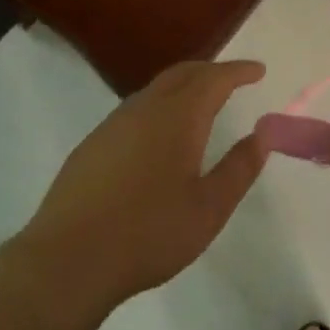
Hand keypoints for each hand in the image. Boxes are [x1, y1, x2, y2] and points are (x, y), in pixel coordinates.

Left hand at [16, 60, 268, 310]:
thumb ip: (239, 168)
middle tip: (232, 79)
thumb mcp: (209, 208)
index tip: (258, 70)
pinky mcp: (91, 146)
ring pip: (153, 90)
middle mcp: (143, 109)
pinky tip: (159, 136)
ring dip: (182, 87)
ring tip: (200, 103)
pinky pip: (133, 111)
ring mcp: (111, 125)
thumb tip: (261, 135)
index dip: (238, 71)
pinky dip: (158, 107)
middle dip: (210, 71)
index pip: (213, 79)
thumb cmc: (149, 233)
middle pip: (181, 74)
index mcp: (177, 118)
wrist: (69, 259)